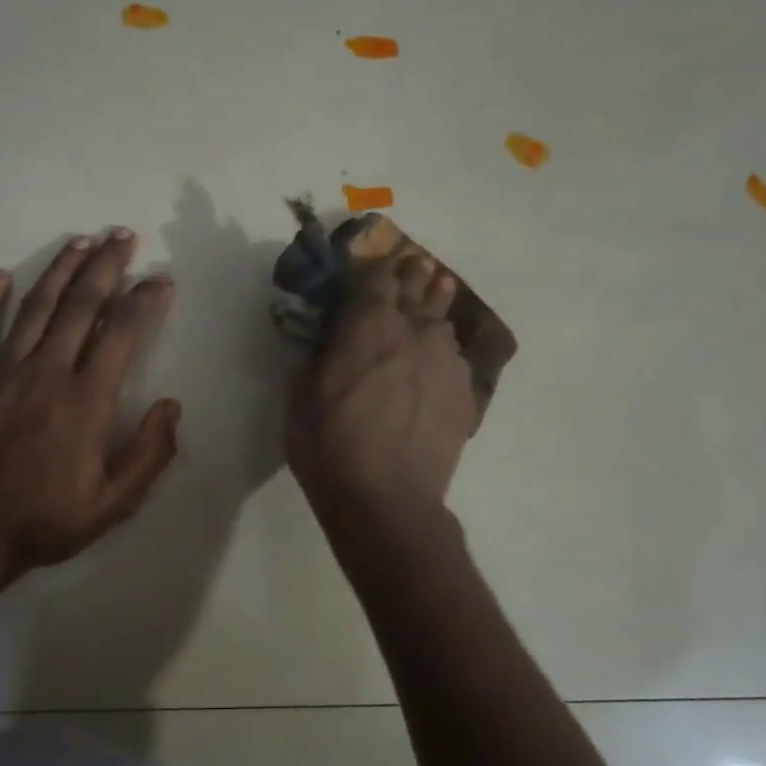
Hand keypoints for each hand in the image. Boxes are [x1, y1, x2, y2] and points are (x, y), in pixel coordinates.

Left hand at [0, 229, 179, 583]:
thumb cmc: (45, 522)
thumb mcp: (113, 504)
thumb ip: (149, 454)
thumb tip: (171, 406)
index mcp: (85, 400)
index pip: (122, 333)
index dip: (144, 300)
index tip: (161, 279)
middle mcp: (44, 372)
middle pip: (80, 304)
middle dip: (105, 265)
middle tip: (122, 235)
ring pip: (34, 307)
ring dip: (58, 270)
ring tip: (79, 242)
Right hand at [286, 252, 477, 535]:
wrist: (388, 500)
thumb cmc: (330, 448)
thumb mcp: (299, 400)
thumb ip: (311, 359)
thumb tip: (321, 342)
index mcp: (367, 323)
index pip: (377, 275)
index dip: (375, 267)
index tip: (372, 265)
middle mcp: (413, 329)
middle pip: (417, 287)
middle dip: (411, 276)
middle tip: (411, 269)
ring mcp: (446, 359)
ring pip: (442, 319)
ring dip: (434, 306)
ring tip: (436, 295)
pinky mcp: (465, 391)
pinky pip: (455, 357)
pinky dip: (444, 352)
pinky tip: (440, 361)